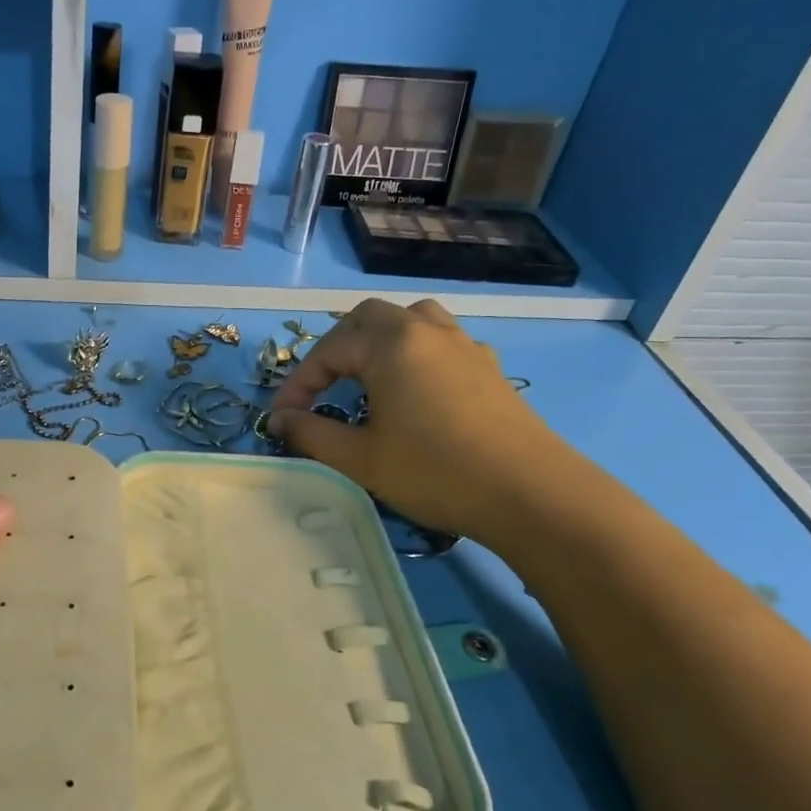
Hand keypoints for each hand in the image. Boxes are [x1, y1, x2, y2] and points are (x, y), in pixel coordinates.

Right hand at [267, 299, 574, 549]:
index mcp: (390, 344)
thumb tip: (279, 420)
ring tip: (369, 375)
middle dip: (337, 348)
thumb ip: (311, 434)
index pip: (328, 350)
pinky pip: (443, 341)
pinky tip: (418, 390)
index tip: (280, 417)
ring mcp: (463, 345)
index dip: (298, 382)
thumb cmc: (435, 471)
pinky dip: (417, 353)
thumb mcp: (360, 459)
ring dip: (380, 339)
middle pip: (368, 318)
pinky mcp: (489, 366)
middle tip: (322, 388)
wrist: (530, 493)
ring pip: (412, 319)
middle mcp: (426, 331)